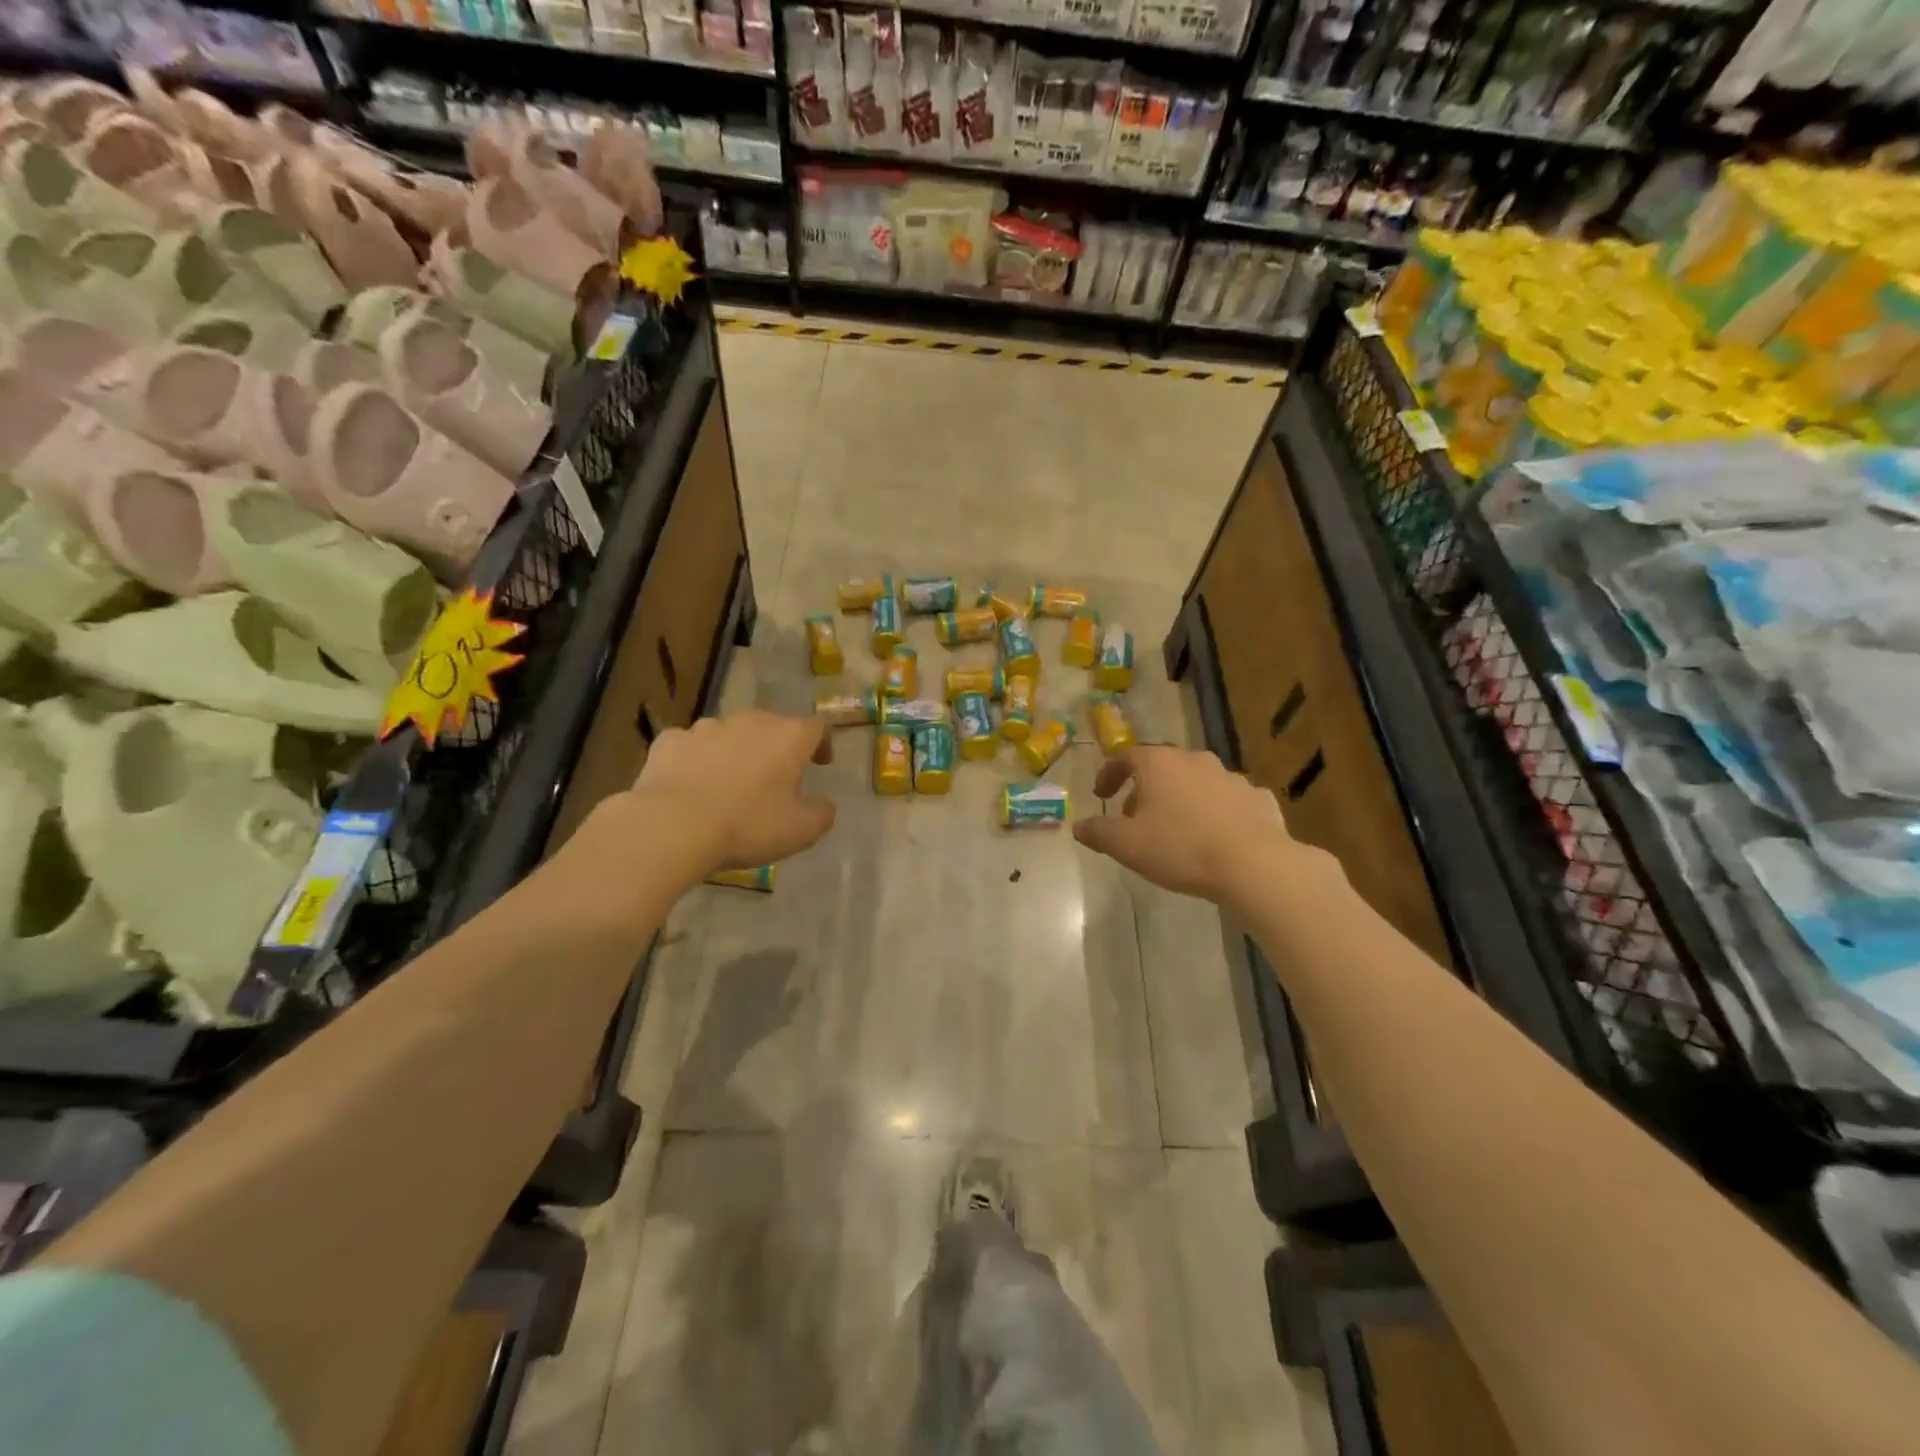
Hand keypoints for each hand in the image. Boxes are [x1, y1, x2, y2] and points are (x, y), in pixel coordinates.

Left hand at [620, 711, 836, 879]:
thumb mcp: (800, 831)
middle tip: (775, 778)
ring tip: (729, 783)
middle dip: (776, 748)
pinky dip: (697, 760)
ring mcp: (706, 727)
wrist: (672, 826)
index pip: (817, 727)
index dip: (822, 743)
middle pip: (772, 726)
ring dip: (735, 751)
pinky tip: (691, 784)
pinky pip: (691, 746)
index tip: (821, 763)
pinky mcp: (670, 739)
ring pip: (730, 734)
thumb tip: (824, 804)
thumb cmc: (747, 825)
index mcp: (788, 737)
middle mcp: (750, 721)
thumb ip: (821, 813)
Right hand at [1073, 746, 1333, 906]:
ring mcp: (1231, 776)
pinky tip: (1214, 835)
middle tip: (1134, 816)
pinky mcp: (1258, 798)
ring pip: (1196, 782)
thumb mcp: (1126, 845)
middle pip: (1162, 767)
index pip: (1125, 757)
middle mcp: (1194, 760)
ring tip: (1174, 829)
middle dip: (1144, 789)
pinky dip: (1215, 812)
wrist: (1253, 865)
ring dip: (1180, 799)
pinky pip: (1228, 800)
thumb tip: (1079, 826)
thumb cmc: (1180, 848)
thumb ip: (1098, 832)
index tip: (1101, 795)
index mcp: (1159, 764)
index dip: (1109, 775)